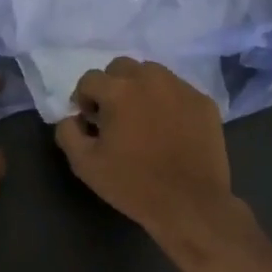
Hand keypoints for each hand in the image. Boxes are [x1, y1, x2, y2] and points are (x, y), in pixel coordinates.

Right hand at [55, 58, 242, 244]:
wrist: (190, 204)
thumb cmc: (133, 184)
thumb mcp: (85, 165)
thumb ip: (68, 132)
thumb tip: (72, 117)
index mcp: (119, 90)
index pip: (89, 79)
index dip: (83, 99)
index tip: (90, 122)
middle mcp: (151, 78)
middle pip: (121, 67)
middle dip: (111, 86)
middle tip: (114, 116)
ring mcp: (181, 88)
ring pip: (151, 74)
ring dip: (140, 89)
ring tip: (142, 118)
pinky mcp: (203, 102)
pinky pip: (177, 90)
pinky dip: (167, 101)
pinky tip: (169, 128)